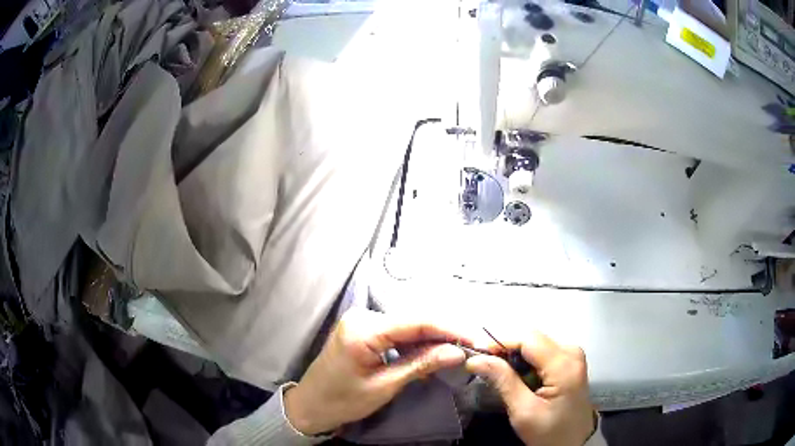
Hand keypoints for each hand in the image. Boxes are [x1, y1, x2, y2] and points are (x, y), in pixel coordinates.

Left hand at [284, 309, 468, 434]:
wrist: (311, 405)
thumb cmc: (343, 400)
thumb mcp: (385, 386)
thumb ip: (421, 365)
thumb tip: (458, 352)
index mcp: (363, 329)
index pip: (416, 321)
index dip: (449, 328)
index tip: (476, 337)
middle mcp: (363, 315)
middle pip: (414, 319)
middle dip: (445, 331)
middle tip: (473, 344)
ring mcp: (362, 320)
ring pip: (408, 324)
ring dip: (433, 336)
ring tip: (460, 347)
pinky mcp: (364, 328)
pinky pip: (397, 331)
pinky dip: (417, 341)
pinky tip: (434, 350)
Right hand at [466, 332, 594, 445]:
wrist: (574, 442)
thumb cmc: (550, 431)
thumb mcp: (524, 411)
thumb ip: (503, 381)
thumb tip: (477, 359)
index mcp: (564, 364)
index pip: (528, 338)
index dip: (500, 341)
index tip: (477, 354)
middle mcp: (572, 352)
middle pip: (532, 338)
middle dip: (505, 349)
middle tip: (484, 365)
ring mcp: (573, 355)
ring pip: (535, 343)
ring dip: (514, 355)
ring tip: (497, 373)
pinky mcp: (570, 361)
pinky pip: (542, 351)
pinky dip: (525, 361)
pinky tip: (517, 376)